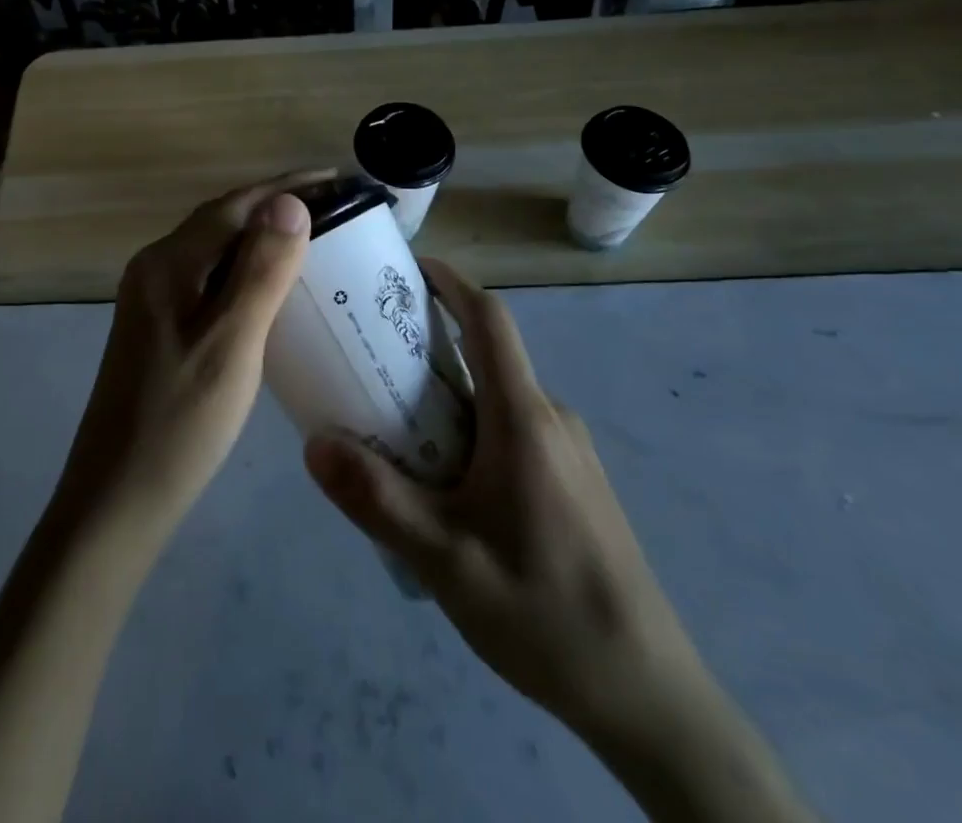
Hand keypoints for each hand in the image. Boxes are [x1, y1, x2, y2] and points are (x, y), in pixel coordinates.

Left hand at [54, 172, 321, 541]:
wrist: (117, 499)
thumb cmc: (180, 423)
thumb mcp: (231, 343)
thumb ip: (260, 270)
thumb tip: (290, 202)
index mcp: (169, 263)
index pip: (236, 205)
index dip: (289, 187)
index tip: (340, 179)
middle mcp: (156, 268)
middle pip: (225, 220)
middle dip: (280, 207)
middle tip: (339, 208)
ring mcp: (154, 298)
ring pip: (218, 249)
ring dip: (265, 237)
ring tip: (319, 238)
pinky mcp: (161, 326)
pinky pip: (211, 279)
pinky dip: (248, 270)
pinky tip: (276, 287)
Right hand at [304, 260, 813, 822]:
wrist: (647, 694)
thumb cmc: (544, 613)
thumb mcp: (445, 561)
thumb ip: (378, 500)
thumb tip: (314, 445)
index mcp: (524, 418)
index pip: (489, 320)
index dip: (451, 282)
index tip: (409, 267)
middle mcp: (551, 418)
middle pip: (487, 357)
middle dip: (430, 344)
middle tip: (371, 355)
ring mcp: (569, 451)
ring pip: (499, 398)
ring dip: (448, 395)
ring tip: (392, 424)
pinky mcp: (574, 481)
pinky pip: (514, 430)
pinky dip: (471, 428)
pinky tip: (444, 481)